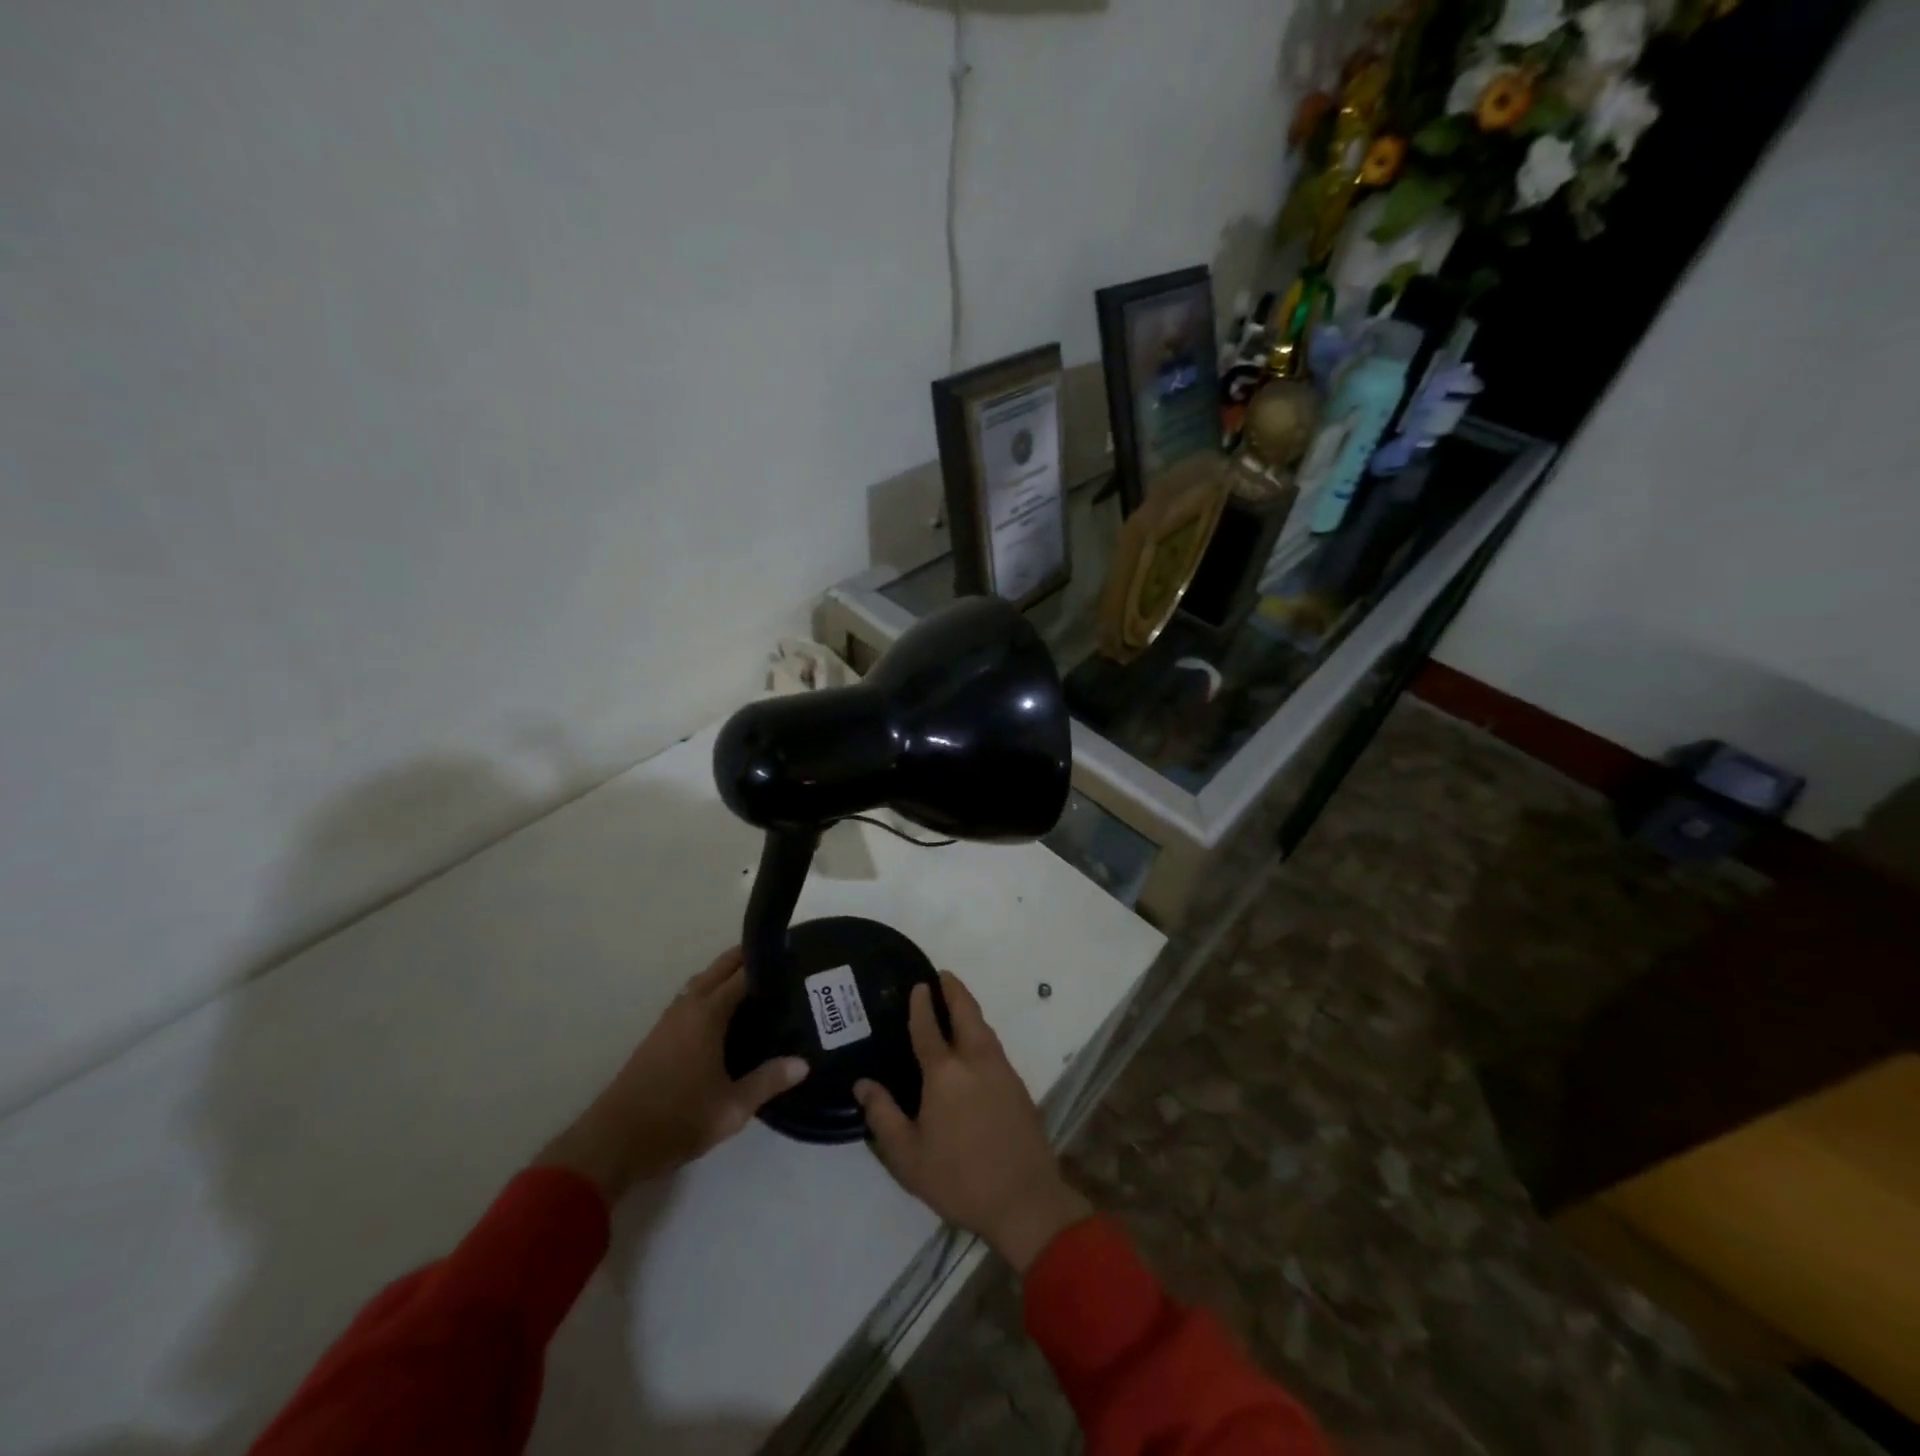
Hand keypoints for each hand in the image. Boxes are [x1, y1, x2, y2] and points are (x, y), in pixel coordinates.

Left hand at [537, 948, 807, 1199]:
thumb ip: (767, 1082)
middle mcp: (687, 1007)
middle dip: (745, 957)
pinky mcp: (657, 1036)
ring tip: (754, 981)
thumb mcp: (731, 1108)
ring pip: (701, 982)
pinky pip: (690, 998)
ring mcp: (668, 1020)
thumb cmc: (677, 1120)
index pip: (742, 975)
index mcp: (707, 1015)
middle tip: (777, 959)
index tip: (792, 954)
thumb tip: (803, 1063)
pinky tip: (722, 1012)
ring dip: (724, 973)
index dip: (766, 961)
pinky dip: (709, 991)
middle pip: (718, 969)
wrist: (613, 1143)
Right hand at [855, 972, 1091, 1273]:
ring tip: (956, 1002)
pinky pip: (994, 1045)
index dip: (921, 1005)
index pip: (929, 1028)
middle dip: (954, 991)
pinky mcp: (1018, 1085)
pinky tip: (974, 1042)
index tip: (918, 984)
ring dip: (969, 1009)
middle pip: (966, 1013)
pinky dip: (981, 1031)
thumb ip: (883, 1116)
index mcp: (945, 1073)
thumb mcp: (908, 1156)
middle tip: (942, 976)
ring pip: (984, 1027)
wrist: (1024, 1199)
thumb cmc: (958, 1178)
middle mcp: (976, 1061)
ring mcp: (1001, 1070)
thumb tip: (863, 1084)